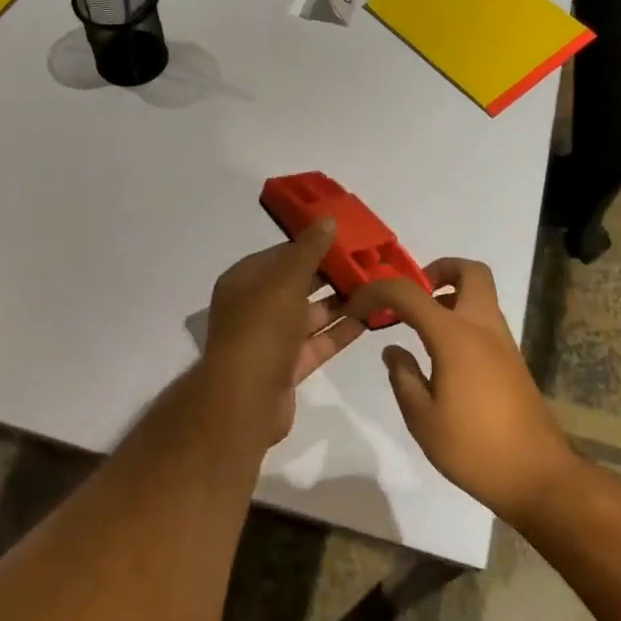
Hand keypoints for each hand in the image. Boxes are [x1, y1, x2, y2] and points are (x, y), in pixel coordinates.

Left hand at [201, 219, 363, 445]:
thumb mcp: (286, 280)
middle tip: (368, 263)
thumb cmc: (262, 329)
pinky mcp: (287, 367)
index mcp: (244, 281)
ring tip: (376, 288)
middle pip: (297, 284)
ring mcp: (270, 340)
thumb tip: (327, 219)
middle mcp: (255, 307)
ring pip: (309, 315)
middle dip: (330, 275)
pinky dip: (340, 332)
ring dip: (340, 303)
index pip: (281, 255)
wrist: (245, 400)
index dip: (312, 245)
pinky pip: (317, 343)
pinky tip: (370, 319)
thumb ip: (309, 250)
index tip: (346, 239)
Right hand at [346, 259, 578, 524]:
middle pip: (470, 271)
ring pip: (480, 295)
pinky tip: (441, 356)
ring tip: (418, 329)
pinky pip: (485, 321)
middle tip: (411, 298)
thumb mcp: (422, 419)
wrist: (537, 476)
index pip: (410, 293)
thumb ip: (403, 377)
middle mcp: (483, 327)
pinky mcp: (512, 361)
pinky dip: (461, 320)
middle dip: (437, 271)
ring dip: (450, 296)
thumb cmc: (473, 448)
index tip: (357, 306)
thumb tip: (393, 350)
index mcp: (455, 336)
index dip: (378, 291)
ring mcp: (503, 343)